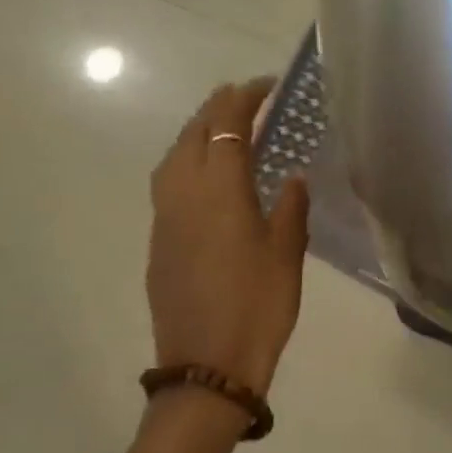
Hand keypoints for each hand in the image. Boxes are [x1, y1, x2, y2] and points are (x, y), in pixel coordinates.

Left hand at [147, 81, 309, 396]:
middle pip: (192, 135)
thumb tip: (293, 178)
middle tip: (246, 98)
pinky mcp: (159, 243)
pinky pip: (168, 184)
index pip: (226, 127)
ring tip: (223, 129)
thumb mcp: (287, 254)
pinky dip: (187, 163)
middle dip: (216, 108)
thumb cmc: (258, 306)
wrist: (207, 366)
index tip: (266, 85)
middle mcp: (184, 196)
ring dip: (196, 133)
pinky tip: (208, 178)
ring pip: (173, 158)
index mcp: (220, 192)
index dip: (244, 99)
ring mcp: (165, 220)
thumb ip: (290, 208)